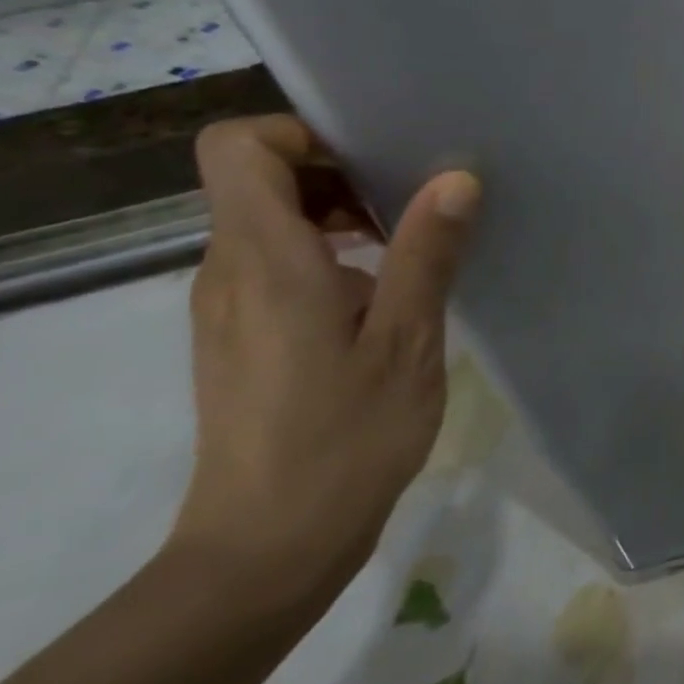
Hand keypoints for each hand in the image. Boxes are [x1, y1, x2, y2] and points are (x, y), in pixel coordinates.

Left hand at [169, 115, 479, 609]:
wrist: (267, 549)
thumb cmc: (343, 439)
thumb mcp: (406, 340)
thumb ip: (427, 252)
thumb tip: (456, 177)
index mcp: (265, 260)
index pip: (240, 147)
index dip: (303, 134)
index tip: (376, 159)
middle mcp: (229, 271)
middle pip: (260, 179)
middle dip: (340, 172)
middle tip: (417, 202)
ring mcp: (228, 306)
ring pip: (270, 221)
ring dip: (341, 216)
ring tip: (414, 247)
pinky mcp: (242, 336)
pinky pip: (277, 264)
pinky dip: (331, 255)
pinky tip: (389, 296)